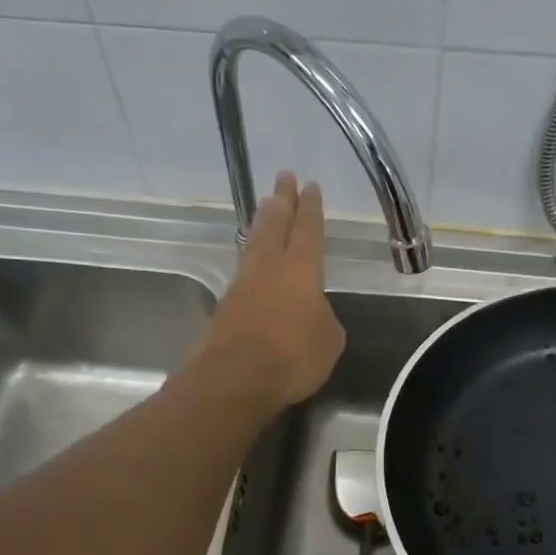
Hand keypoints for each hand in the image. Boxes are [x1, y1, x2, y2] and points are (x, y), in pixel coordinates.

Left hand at [195, 172, 344, 413]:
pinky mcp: (226, 306)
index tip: (310, 185)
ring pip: (255, 243)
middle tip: (283, 176)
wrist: (234, 378)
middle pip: (275, 225)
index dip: (310, 208)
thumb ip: (325, 320)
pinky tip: (254, 260)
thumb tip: (313, 314)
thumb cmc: (293, 355)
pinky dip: (251, 256)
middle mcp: (270, 268)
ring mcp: (244, 285)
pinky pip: (244, 270)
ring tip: (265, 205)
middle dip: (281, 200)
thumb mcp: (329, 340)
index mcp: (302, 269)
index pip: (308, 229)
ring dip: (262, 221)